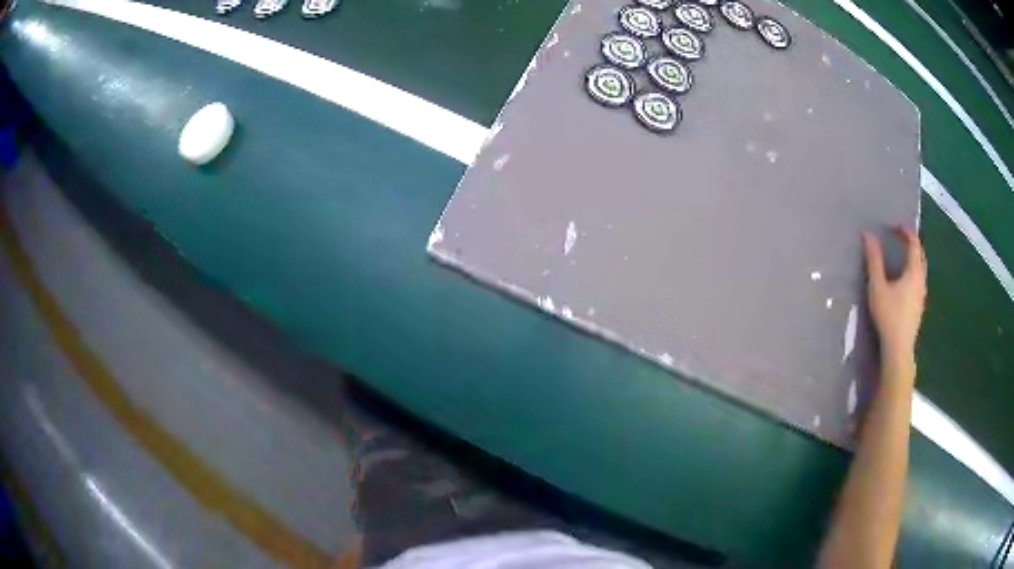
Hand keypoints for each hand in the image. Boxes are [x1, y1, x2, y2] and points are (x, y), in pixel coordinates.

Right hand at [862, 227, 926, 364]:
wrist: (898, 350)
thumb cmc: (889, 316)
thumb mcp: (877, 286)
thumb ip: (873, 260)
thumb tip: (867, 234)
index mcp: (914, 272)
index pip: (914, 244)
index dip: (906, 232)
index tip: (895, 226)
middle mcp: (922, 281)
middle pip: (920, 256)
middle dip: (912, 244)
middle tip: (900, 239)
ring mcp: (922, 296)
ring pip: (921, 270)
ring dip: (912, 260)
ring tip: (900, 258)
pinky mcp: (919, 308)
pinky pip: (918, 282)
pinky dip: (912, 273)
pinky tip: (903, 282)